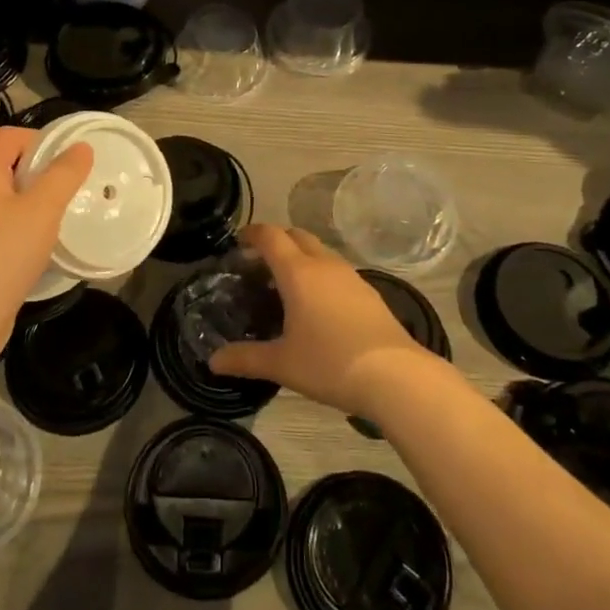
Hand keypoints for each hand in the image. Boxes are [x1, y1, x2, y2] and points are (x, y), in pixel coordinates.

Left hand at [0, 126, 93, 359]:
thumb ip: (64, 173)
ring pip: (9, 196)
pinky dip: (26, 225)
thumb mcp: (43, 208)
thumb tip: (81, 147)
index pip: (10, 135)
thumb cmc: (3, 253)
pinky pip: (5, 223)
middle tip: (75, 186)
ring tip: (66, 214)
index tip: (73, 159)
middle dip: (43, 170)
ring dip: (37, 200)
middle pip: (9, 163)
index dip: (42, 139)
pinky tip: (46, 243)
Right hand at [208, 223, 439, 416]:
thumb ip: (245, 359)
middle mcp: (324, 265)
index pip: (271, 236)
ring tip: (286, 284)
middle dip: (276, 241)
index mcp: (298, 272)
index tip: (238, 241)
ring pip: (320, 251)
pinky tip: (318, 304)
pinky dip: (320, 273)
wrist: (396, 376)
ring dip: (300, 256)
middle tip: (259, 264)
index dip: (252, 233)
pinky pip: (337, 270)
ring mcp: (351, 277)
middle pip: (297, 235)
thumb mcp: (281, 364)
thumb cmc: (330, 363)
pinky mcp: (369, 292)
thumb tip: (213, 361)